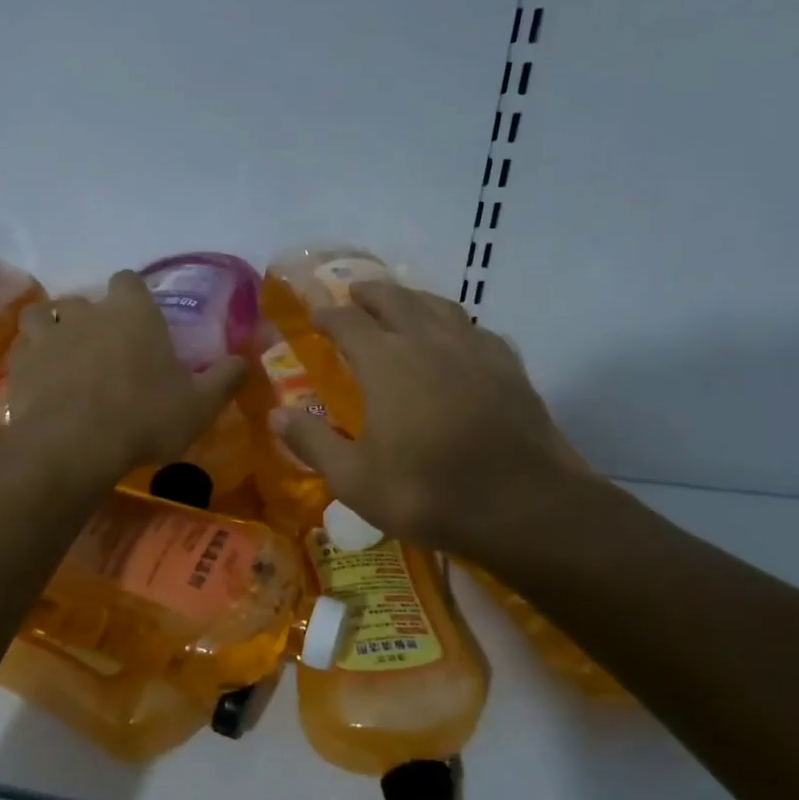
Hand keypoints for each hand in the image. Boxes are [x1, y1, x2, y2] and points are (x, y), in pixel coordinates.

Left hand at [8, 271, 246, 478]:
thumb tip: (244, 361)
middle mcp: (87, 313)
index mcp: (132, 313)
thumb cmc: (145, 417)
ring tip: (62, 355)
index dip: (132, 296)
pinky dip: (30, 360)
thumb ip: (224, 379)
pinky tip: (40, 381)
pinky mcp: (19, 364)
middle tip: (103, 349)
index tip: (138, 318)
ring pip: (42, 315)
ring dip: (51, 329)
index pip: (128, 280)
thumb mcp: (199, 405)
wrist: (76, 444)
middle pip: (84, 299)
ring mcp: (48, 335)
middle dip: (91, 318)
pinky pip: (22, 350)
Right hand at [272, 282, 599, 562]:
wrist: (523, 505)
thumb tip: (275, 415)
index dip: (326, 314)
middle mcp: (428, 341)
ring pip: (438, 305)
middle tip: (353, 295)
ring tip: (401, 305)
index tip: (313, 314)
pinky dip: (454, 325)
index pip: (347, 322)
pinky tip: (456, 339)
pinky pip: (475, 329)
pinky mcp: (508, 366)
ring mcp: (474, 349)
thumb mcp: (354, 479)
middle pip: (395, 299)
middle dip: (368, 294)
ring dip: (412, 299)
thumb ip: (312, 442)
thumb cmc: (427, 492)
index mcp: (386, 362)